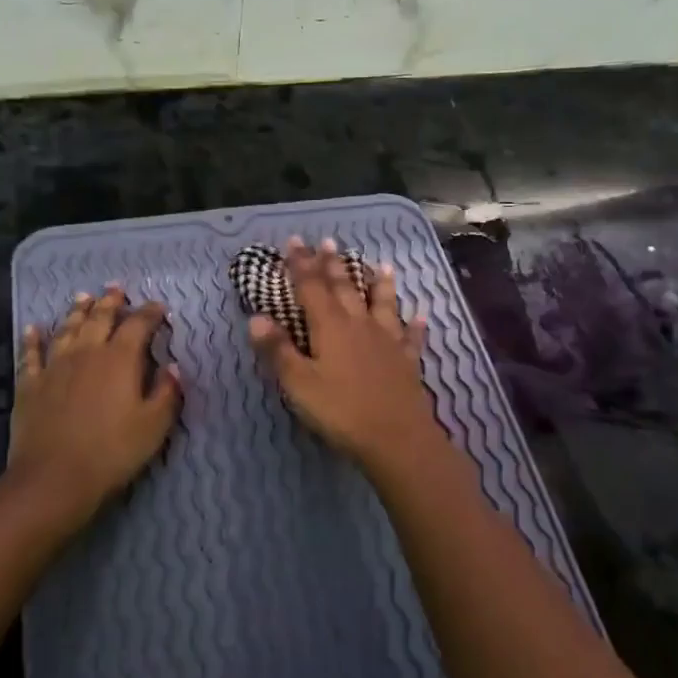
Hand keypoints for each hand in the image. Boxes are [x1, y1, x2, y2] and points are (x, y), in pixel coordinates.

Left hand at [8, 284, 181, 533]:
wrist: (54, 478)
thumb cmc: (112, 452)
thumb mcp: (154, 426)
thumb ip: (167, 393)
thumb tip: (174, 367)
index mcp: (120, 359)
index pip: (138, 325)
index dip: (150, 313)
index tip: (159, 307)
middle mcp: (87, 353)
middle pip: (99, 318)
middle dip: (111, 302)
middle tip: (116, 288)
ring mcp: (54, 366)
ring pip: (67, 329)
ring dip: (76, 311)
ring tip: (83, 297)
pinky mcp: (30, 384)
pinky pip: (31, 354)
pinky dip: (33, 339)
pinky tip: (33, 328)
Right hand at [249, 237, 441, 471]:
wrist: (396, 437)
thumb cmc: (341, 410)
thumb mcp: (299, 383)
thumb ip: (278, 350)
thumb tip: (255, 317)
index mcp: (330, 327)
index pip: (311, 287)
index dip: (301, 264)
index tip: (294, 240)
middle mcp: (360, 324)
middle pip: (345, 288)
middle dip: (333, 265)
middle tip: (329, 241)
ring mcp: (388, 341)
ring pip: (383, 304)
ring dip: (380, 284)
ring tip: (382, 265)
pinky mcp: (407, 361)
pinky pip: (411, 337)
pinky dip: (415, 326)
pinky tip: (421, 317)